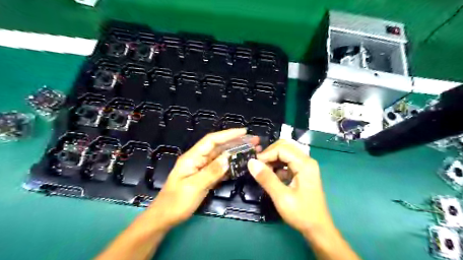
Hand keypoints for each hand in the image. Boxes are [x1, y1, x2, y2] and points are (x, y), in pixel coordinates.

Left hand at [147, 129, 256, 230]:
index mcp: (192, 157)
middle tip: (254, 142)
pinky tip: (241, 165)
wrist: (165, 217)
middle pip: (219, 147)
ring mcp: (202, 168)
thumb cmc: (176, 202)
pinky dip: (230, 166)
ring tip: (251, 151)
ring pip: (221, 157)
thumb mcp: (193, 187)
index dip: (228, 134)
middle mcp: (198, 160)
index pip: (212, 140)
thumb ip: (211, 172)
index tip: (244, 132)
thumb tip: (228, 158)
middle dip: (236, 142)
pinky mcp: (205, 177)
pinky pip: (220, 168)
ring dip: (235, 153)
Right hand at [248, 140, 334, 234]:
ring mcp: (305, 166)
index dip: (266, 154)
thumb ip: (266, 178)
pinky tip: (272, 176)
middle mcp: (306, 160)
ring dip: (272, 159)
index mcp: (305, 164)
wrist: (318, 229)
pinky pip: (287, 162)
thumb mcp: (281, 197)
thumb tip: (251, 162)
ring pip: (285, 153)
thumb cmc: (302, 214)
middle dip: (269, 154)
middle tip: (258, 166)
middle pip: (284, 147)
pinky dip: (277, 166)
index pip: (281, 148)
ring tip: (263, 171)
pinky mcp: (302, 172)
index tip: (254, 165)